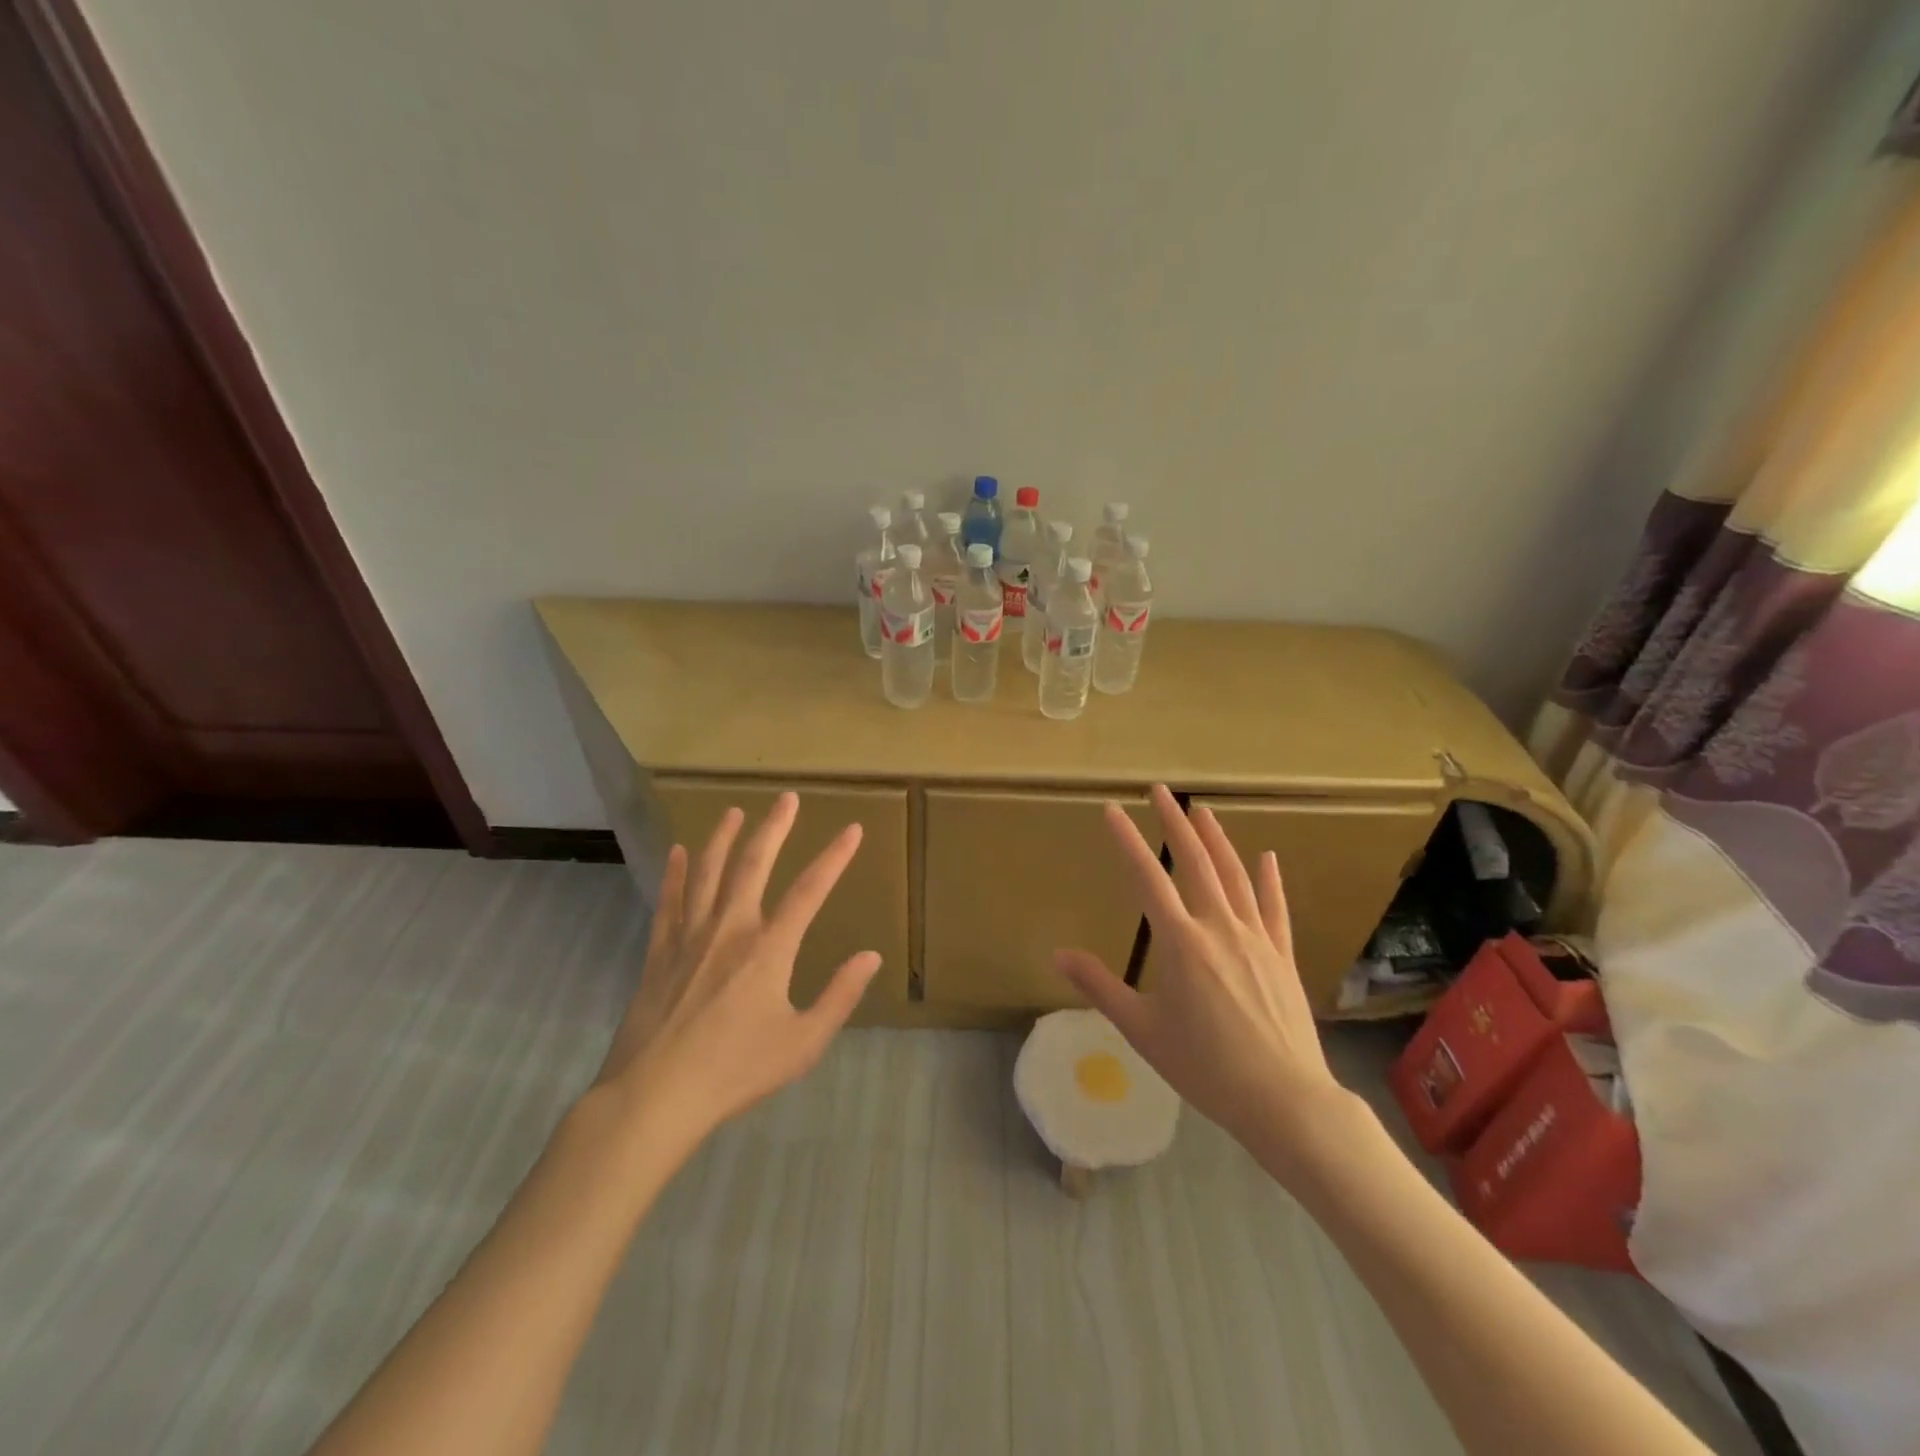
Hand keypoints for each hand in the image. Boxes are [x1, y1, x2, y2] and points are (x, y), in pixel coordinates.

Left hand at [595, 792, 881, 1140]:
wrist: (654, 1097)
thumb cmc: (735, 1071)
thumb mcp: (802, 1043)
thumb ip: (839, 996)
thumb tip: (871, 956)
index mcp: (769, 950)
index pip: (810, 890)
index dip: (834, 857)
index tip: (851, 829)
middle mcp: (730, 930)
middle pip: (754, 865)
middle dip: (774, 828)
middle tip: (786, 798)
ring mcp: (690, 937)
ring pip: (708, 873)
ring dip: (723, 838)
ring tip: (733, 811)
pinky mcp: (659, 953)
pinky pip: (670, 901)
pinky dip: (676, 873)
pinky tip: (679, 852)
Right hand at [1053, 784, 1352, 1167]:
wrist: (1284, 1100)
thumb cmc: (1205, 1067)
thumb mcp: (1141, 1029)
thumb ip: (1100, 986)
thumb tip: (1057, 955)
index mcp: (1180, 942)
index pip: (1147, 877)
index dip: (1127, 840)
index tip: (1112, 809)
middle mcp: (1218, 927)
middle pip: (1194, 862)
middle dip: (1175, 823)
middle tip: (1161, 791)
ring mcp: (1256, 938)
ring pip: (1234, 876)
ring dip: (1217, 839)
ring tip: (1203, 810)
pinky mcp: (1282, 955)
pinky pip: (1274, 908)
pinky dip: (1269, 879)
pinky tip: (1266, 857)